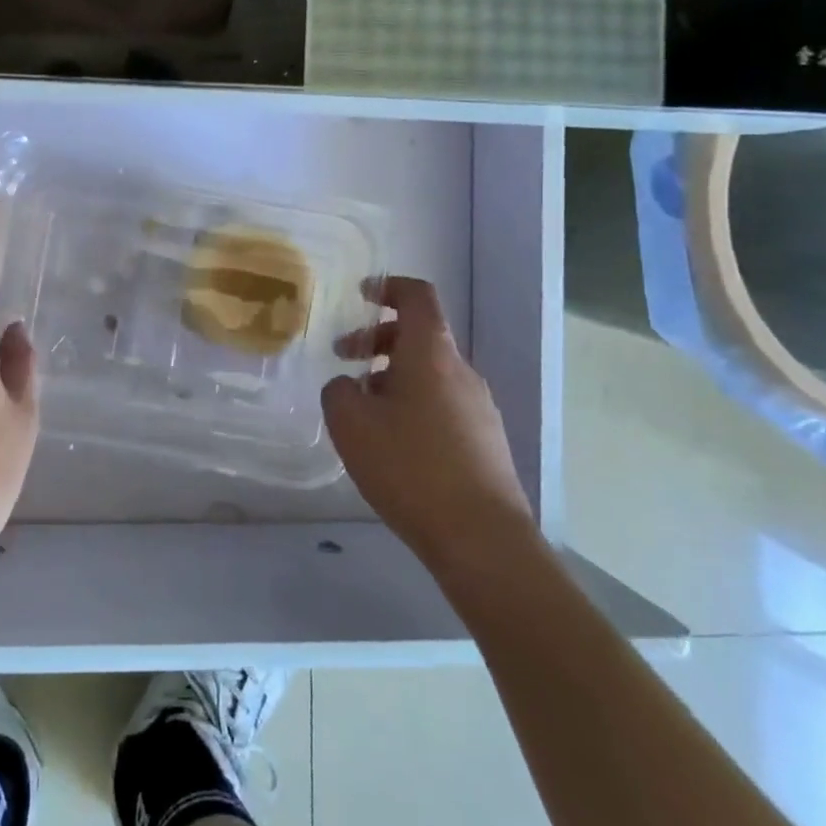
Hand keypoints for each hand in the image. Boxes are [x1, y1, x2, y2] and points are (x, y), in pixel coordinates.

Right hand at [322, 276, 534, 579]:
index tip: (361, 294)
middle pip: (420, 336)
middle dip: (377, 339)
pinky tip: (392, 442)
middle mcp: (462, 371)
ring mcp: (480, 406)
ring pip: (430, 372)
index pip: (417, 296)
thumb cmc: (410, 467)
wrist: (481, 538)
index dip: (388, 287)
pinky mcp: (486, 440)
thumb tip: (350, 386)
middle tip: (343, 359)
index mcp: (431, 354)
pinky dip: (413, 403)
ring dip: (393, 376)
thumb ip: (339, 391)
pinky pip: (443, 403)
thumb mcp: (351, 424)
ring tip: (363, 409)